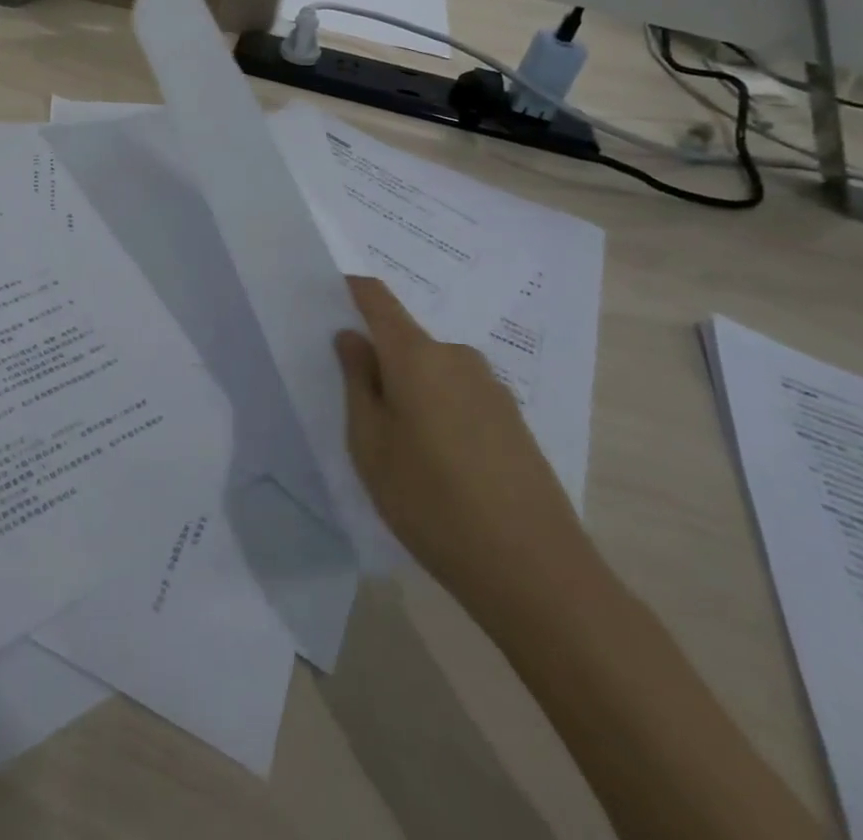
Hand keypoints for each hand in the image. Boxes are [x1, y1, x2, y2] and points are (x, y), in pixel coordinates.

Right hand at [335, 276, 591, 614]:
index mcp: (417, 355)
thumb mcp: (370, 444)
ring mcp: (491, 388)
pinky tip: (439, 463)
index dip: (350, 291)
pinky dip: (437, 410)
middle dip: (378, 359)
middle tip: (358, 408)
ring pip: (432, 370)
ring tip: (398, 445)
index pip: (376, 298)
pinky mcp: (512, 419)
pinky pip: (459, 395)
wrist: (536, 572)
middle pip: (405, 339)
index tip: (326, 302)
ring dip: (409, 389)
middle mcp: (457, 357)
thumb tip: (351, 337)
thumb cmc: (431, 502)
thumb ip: (357, 381)